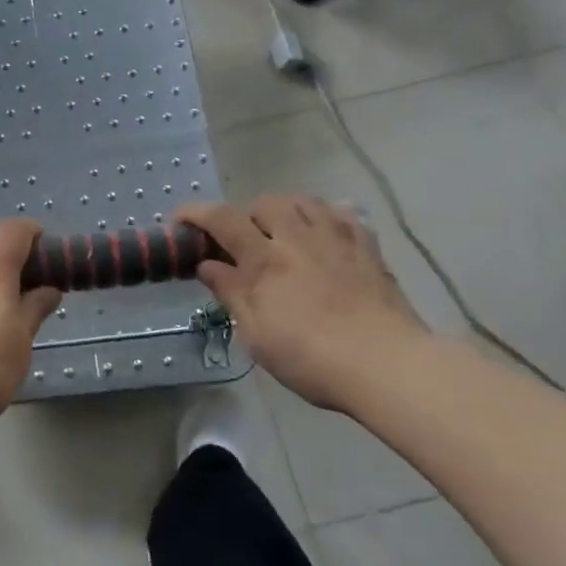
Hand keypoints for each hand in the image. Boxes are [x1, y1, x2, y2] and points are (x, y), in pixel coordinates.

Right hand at [178, 196, 427, 407]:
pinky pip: (342, 214)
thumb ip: (231, 293)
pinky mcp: (367, 247)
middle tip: (243, 242)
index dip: (196, 214)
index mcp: (265, 261)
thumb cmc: (311, 358)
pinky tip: (323, 234)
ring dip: (284, 211)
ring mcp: (336, 239)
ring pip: (303, 201)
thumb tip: (206, 265)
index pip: (223, 220)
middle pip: (265, 203)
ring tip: (282, 233)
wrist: (385, 364)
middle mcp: (298, 238)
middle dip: (246, 215)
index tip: (180, 220)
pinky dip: (325, 216)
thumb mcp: (256, 334)